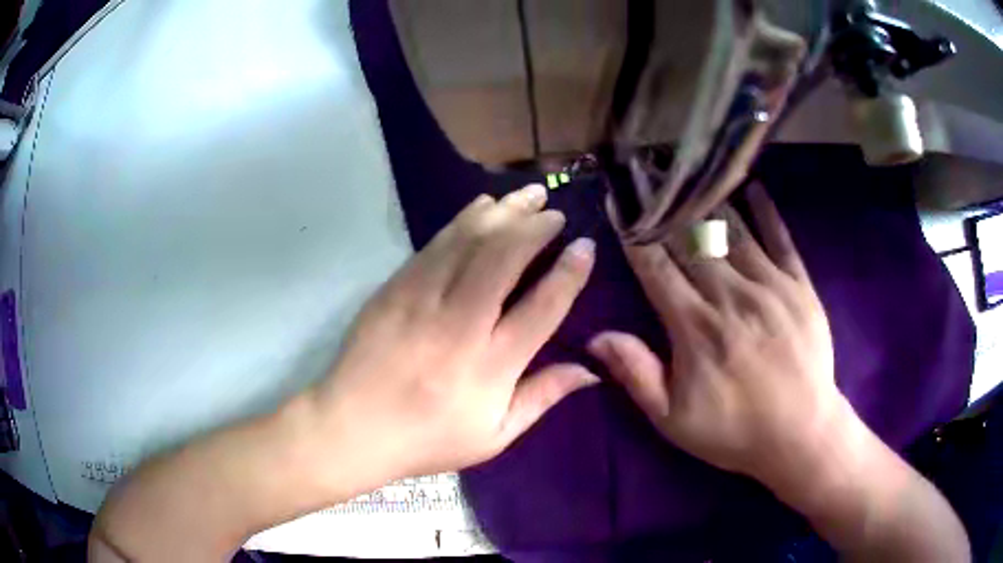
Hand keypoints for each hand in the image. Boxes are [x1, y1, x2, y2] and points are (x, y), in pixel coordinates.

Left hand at [309, 183, 597, 482]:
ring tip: (529, 196)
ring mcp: (421, 300)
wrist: (351, 427)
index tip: (585, 246)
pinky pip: (436, 243)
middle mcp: (459, 325)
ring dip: (504, 212)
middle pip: (504, 258)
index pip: (542, 308)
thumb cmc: (427, 439)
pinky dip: (465, 219)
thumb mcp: (494, 436)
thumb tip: (590, 370)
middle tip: (556, 213)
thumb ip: (542, 397)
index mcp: (490, 367)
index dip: (569, 273)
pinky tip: (483, 206)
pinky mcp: (395, 287)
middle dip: (535, 227)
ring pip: (469, 240)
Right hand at [589, 183, 843, 484]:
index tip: (619, 203)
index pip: (656, 267)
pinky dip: (766, 211)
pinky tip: (751, 186)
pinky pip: (781, 239)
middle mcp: (730, 295)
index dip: (635, 233)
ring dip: (708, 200)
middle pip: (691, 240)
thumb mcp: (673, 420)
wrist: (800, 435)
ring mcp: (769, 286)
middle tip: (648, 173)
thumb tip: (595, 337)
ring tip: (690, 172)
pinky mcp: (800, 286)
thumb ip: (636, 375)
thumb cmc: (733, 430)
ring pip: (732, 231)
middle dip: (666, 206)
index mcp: (695, 327)